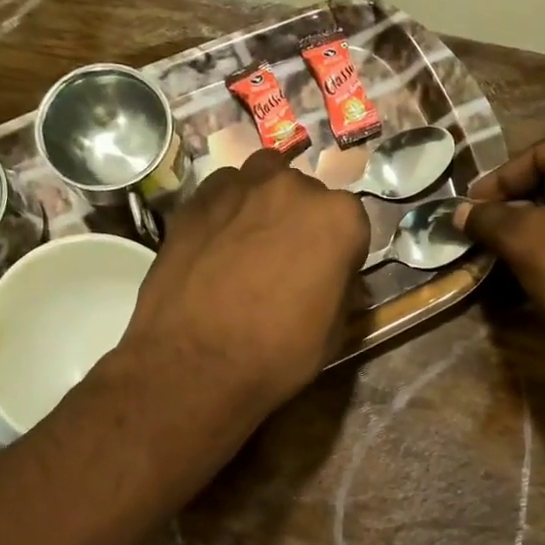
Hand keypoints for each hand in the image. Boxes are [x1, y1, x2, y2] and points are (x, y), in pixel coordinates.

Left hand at [116, 148, 369, 425]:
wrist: (193, 363)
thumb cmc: (276, 354)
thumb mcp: (334, 332)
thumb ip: (342, 288)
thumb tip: (334, 277)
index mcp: (338, 218)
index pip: (352, 224)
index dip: (340, 252)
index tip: (327, 275)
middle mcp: (294, 188)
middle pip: (307, 195)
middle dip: (302, 222)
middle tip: (286, 262)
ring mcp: (241, 186)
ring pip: (264, 180)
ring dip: (265, 204)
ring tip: (251, 244)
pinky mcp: (197, 197)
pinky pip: (224, 191)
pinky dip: (228, 209)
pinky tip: (217, 243)